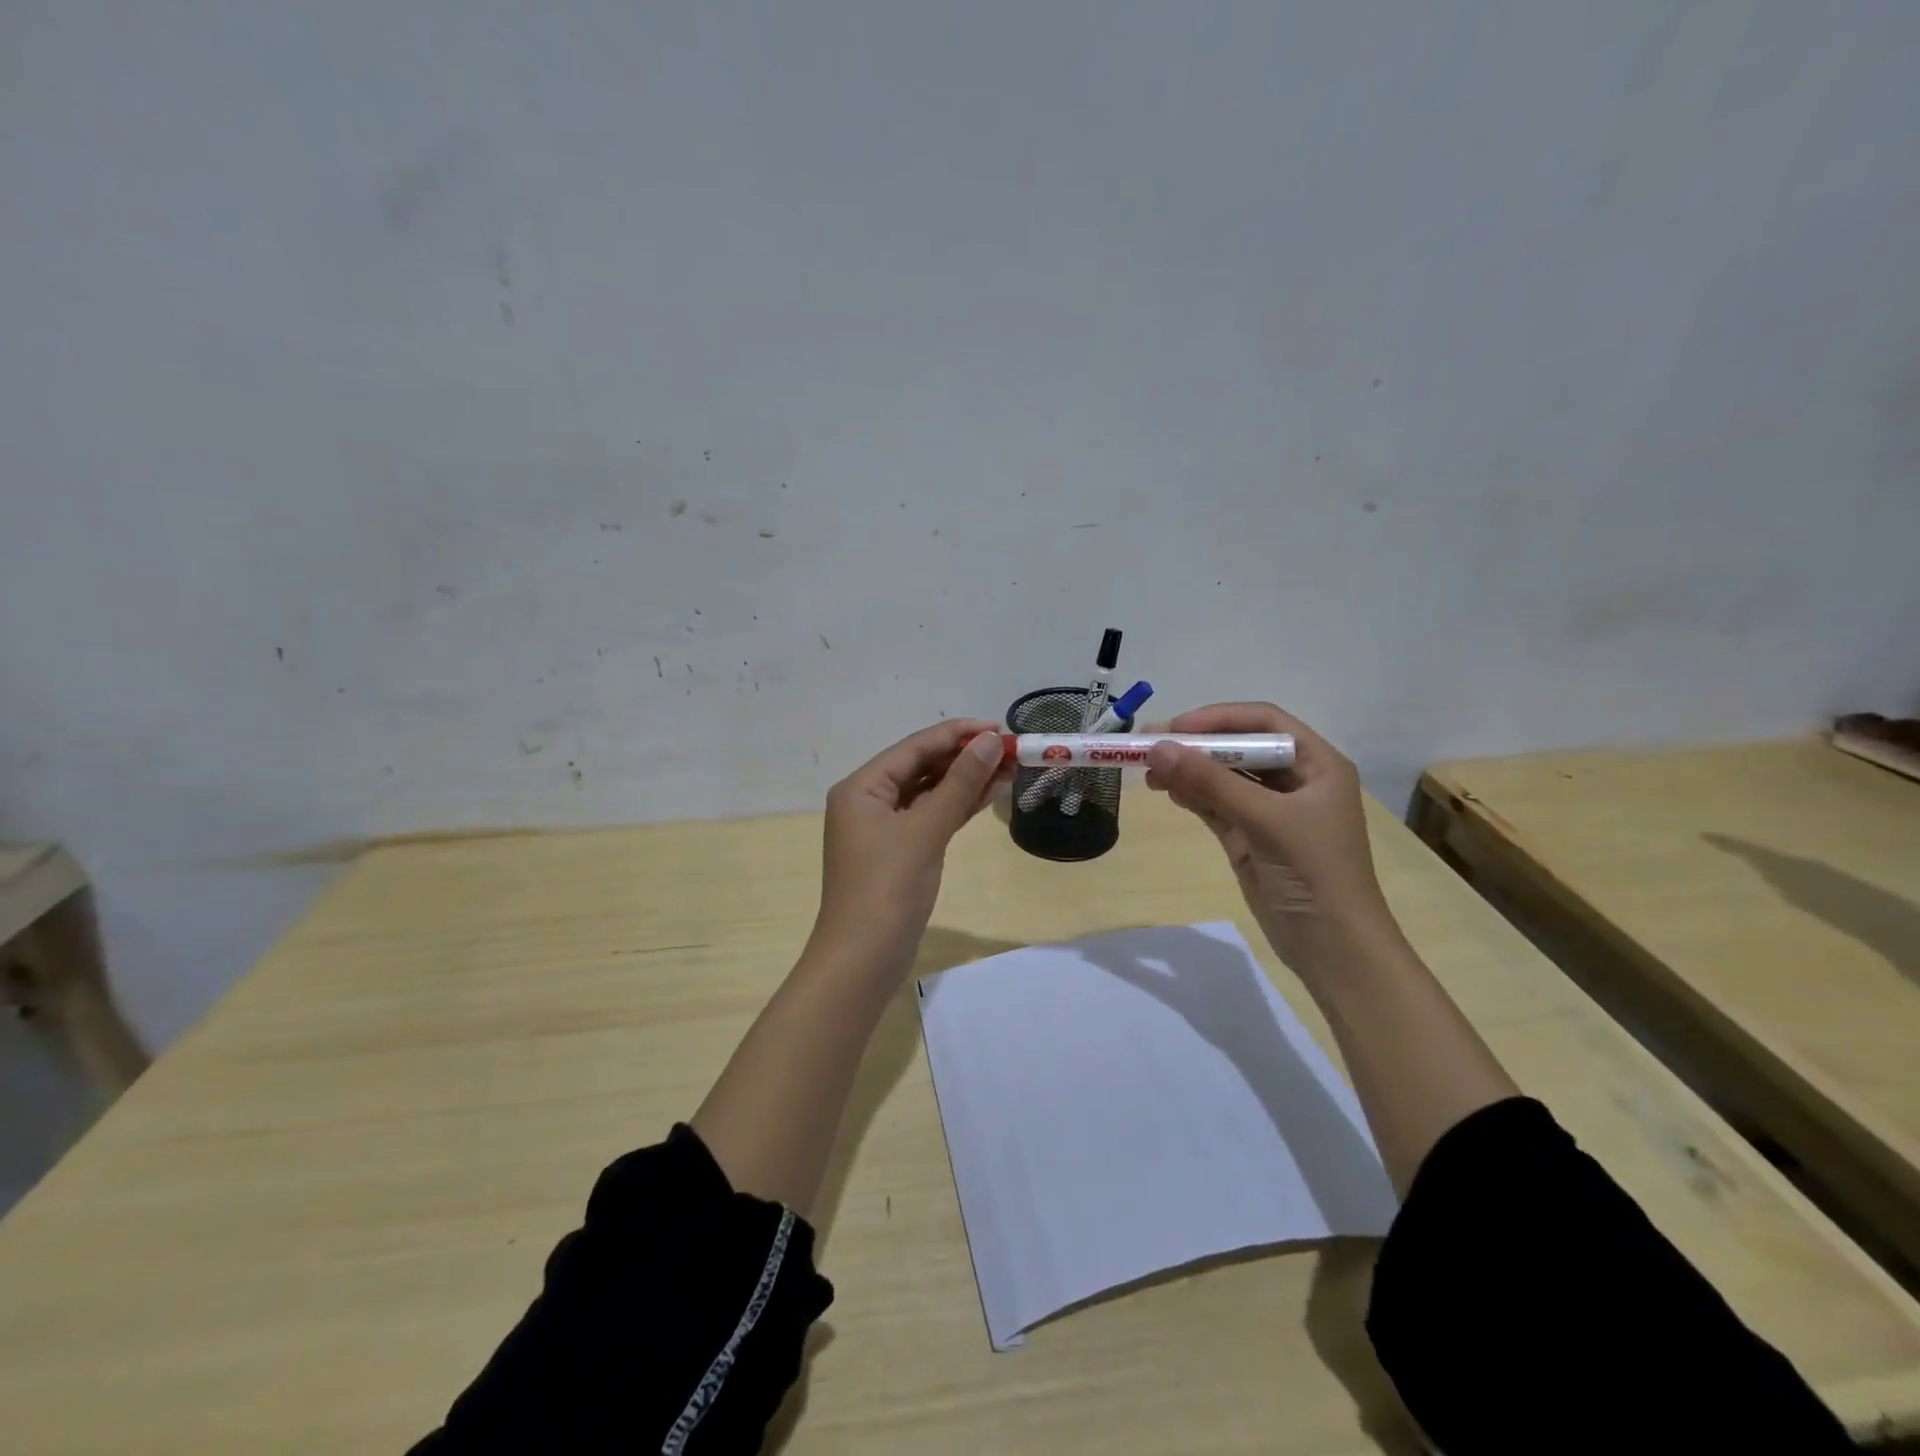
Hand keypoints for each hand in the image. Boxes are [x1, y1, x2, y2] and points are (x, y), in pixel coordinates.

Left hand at [812, 719, 1009, 975]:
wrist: (863, 960)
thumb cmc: (888, 888)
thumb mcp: (926, 830)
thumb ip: (959, 783)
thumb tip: (990, 741)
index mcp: (862, 787)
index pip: (915, 747)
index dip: (958, 734)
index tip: (999, 728)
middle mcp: (868, 800)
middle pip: (922, 766)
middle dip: (965, 757)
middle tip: (1010, 751)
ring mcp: (883, 828)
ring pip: (929, 793)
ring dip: (966, 781)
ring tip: (1009, 768)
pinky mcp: (899, 851)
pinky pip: (931, 817)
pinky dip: (957, 807)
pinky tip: (989, 794)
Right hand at [1143, 703, 1397, 976]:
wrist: (1334, 949)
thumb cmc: (1314, 873)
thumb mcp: (1265, 821)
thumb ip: (1211, 782)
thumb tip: (1157, 748)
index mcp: (1318, 764)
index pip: (1264, 721)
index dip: (1219, 718)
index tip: (1175, 727)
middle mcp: (1296, 780)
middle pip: (1240, 747)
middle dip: (1196, 745)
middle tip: (1149, 745)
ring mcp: (1272, 810)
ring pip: (1224, 777)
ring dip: (1189, 771)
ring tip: (1149, 772)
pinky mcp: (1252, 837)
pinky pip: (1217, 805)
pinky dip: (1192, 796)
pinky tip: (1166, 791)